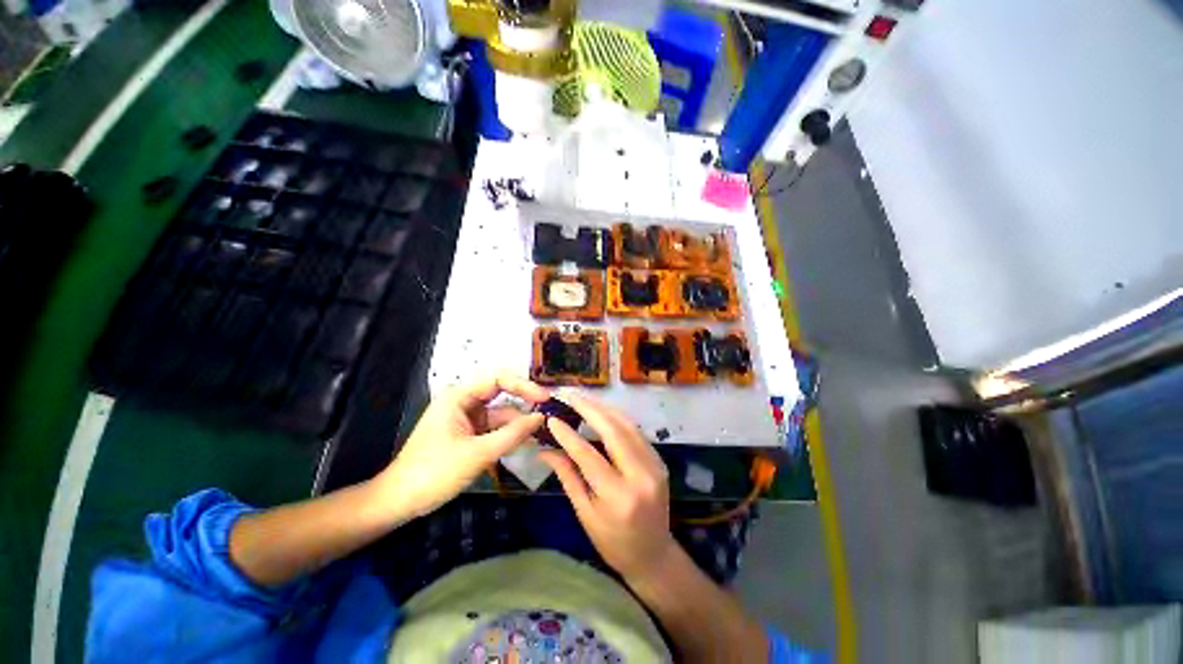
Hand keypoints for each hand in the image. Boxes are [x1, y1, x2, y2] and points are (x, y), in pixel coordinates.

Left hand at [376, 373, 548, 517]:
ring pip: (500, 416)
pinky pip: (494, 430)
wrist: (401, 501)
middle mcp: (464, 402)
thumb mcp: (478, 452)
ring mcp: (467, 419)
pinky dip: (509, 436)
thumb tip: (541, 418)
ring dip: (519, 424)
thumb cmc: (435, 471)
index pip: (498, 380)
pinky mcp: (469, 435)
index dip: (524, 386)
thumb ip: (513, 434)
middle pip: (502, 396)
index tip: (545, 397)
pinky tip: (527, 441)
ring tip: (544, 431)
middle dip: (524, 405)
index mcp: (459, 396)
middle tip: (549, 413)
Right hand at [538, 391, 678, 582]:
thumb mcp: (585, 514)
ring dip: (604, 409)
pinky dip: (617, 418)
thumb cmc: (613, 543)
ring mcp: (654, 465)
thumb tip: (546, 450)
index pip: (588, 456)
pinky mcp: (659, 460)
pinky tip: (603, 412)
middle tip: (570, 396)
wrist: (654, 555)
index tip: (552, 419)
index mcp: (618, 497)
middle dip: (589, 409)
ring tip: (584, 399)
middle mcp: (640, 476)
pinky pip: (636, 432)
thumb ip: (568, 477)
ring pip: (627, 426)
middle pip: (613, 431)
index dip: (568, 435)